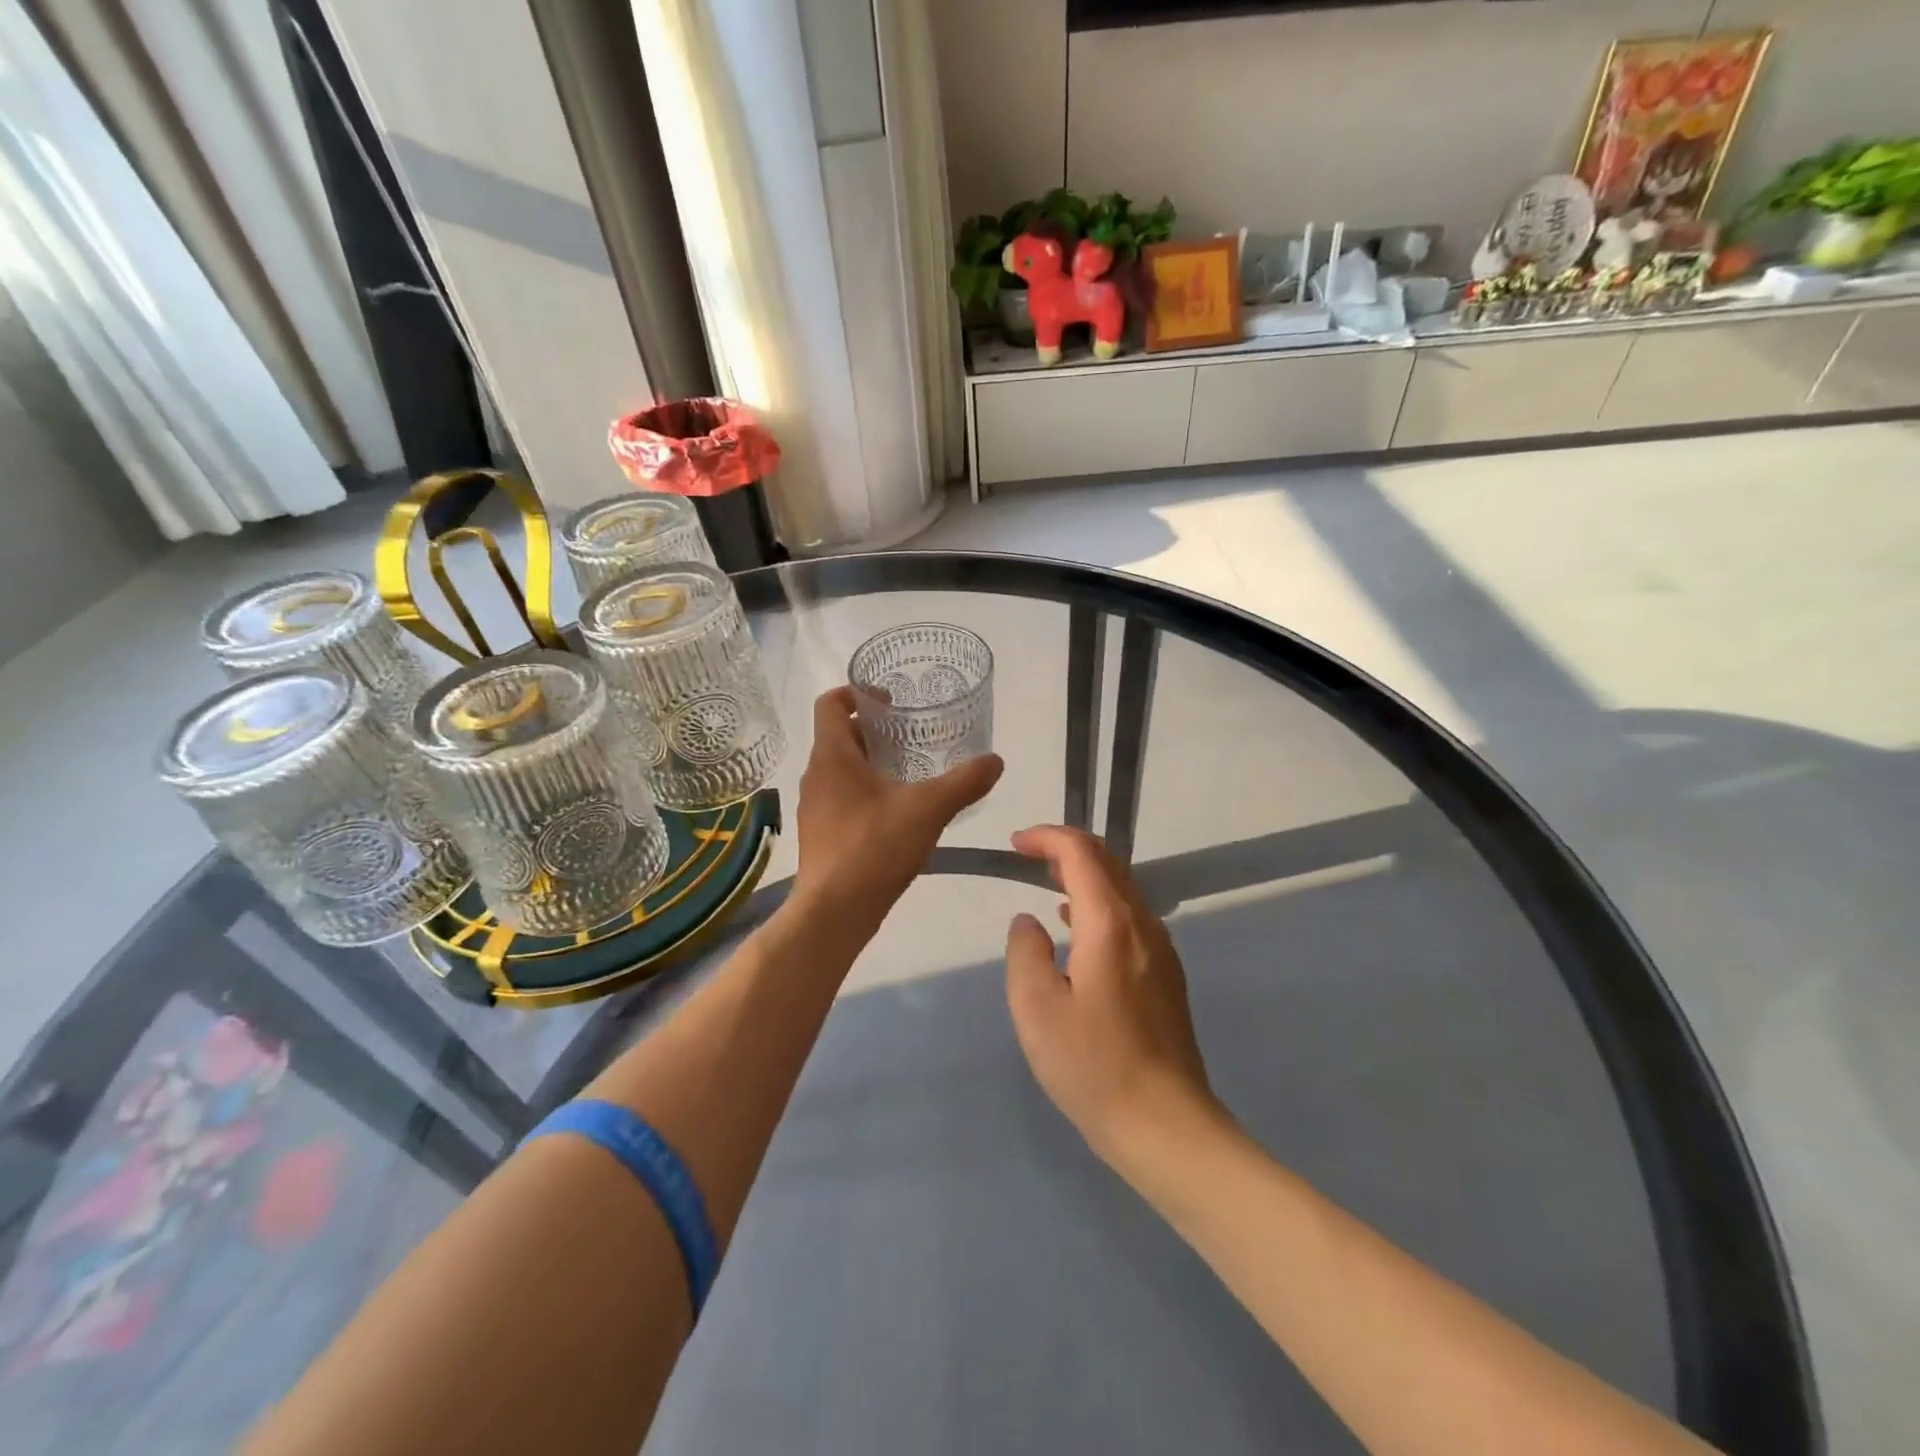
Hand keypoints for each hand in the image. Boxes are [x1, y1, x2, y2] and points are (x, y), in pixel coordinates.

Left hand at [792, 687, 1002, 929]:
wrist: (834, 912)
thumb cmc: (874, 847)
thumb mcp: (928, 809)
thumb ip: (964, 782)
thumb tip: (995, 761)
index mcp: (832, 756)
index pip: (830, 704)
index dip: (856, 692)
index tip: (889, 699)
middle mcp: (815, 775)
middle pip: (838, 736)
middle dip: (872, 731)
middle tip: (909, 735)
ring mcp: (813, 806)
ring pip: (839, 769)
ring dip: (869, 763)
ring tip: (907, 772)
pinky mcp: (819, 833)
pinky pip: (839, 797)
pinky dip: (863, 792)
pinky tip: (894, 813)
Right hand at [1004, 825, 1217, 1164]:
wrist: (1166, 1126)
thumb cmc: (1093, 1066)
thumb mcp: (1036, 1009)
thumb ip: (1026, 952)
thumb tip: (1029, 921)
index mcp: (1110, 922)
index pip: (1081, 854)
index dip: (1047, 838)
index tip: (1015, 844)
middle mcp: (1142, 924)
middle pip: (1108, 863)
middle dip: (1066, 849)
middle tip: (1028, 857)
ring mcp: (1160, 950)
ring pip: (1122, 889)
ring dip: (1084, 876)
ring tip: (1046, 885)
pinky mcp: (1166, 975)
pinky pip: (1130, 917)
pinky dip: (1099, 904)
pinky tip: (1077, 931)